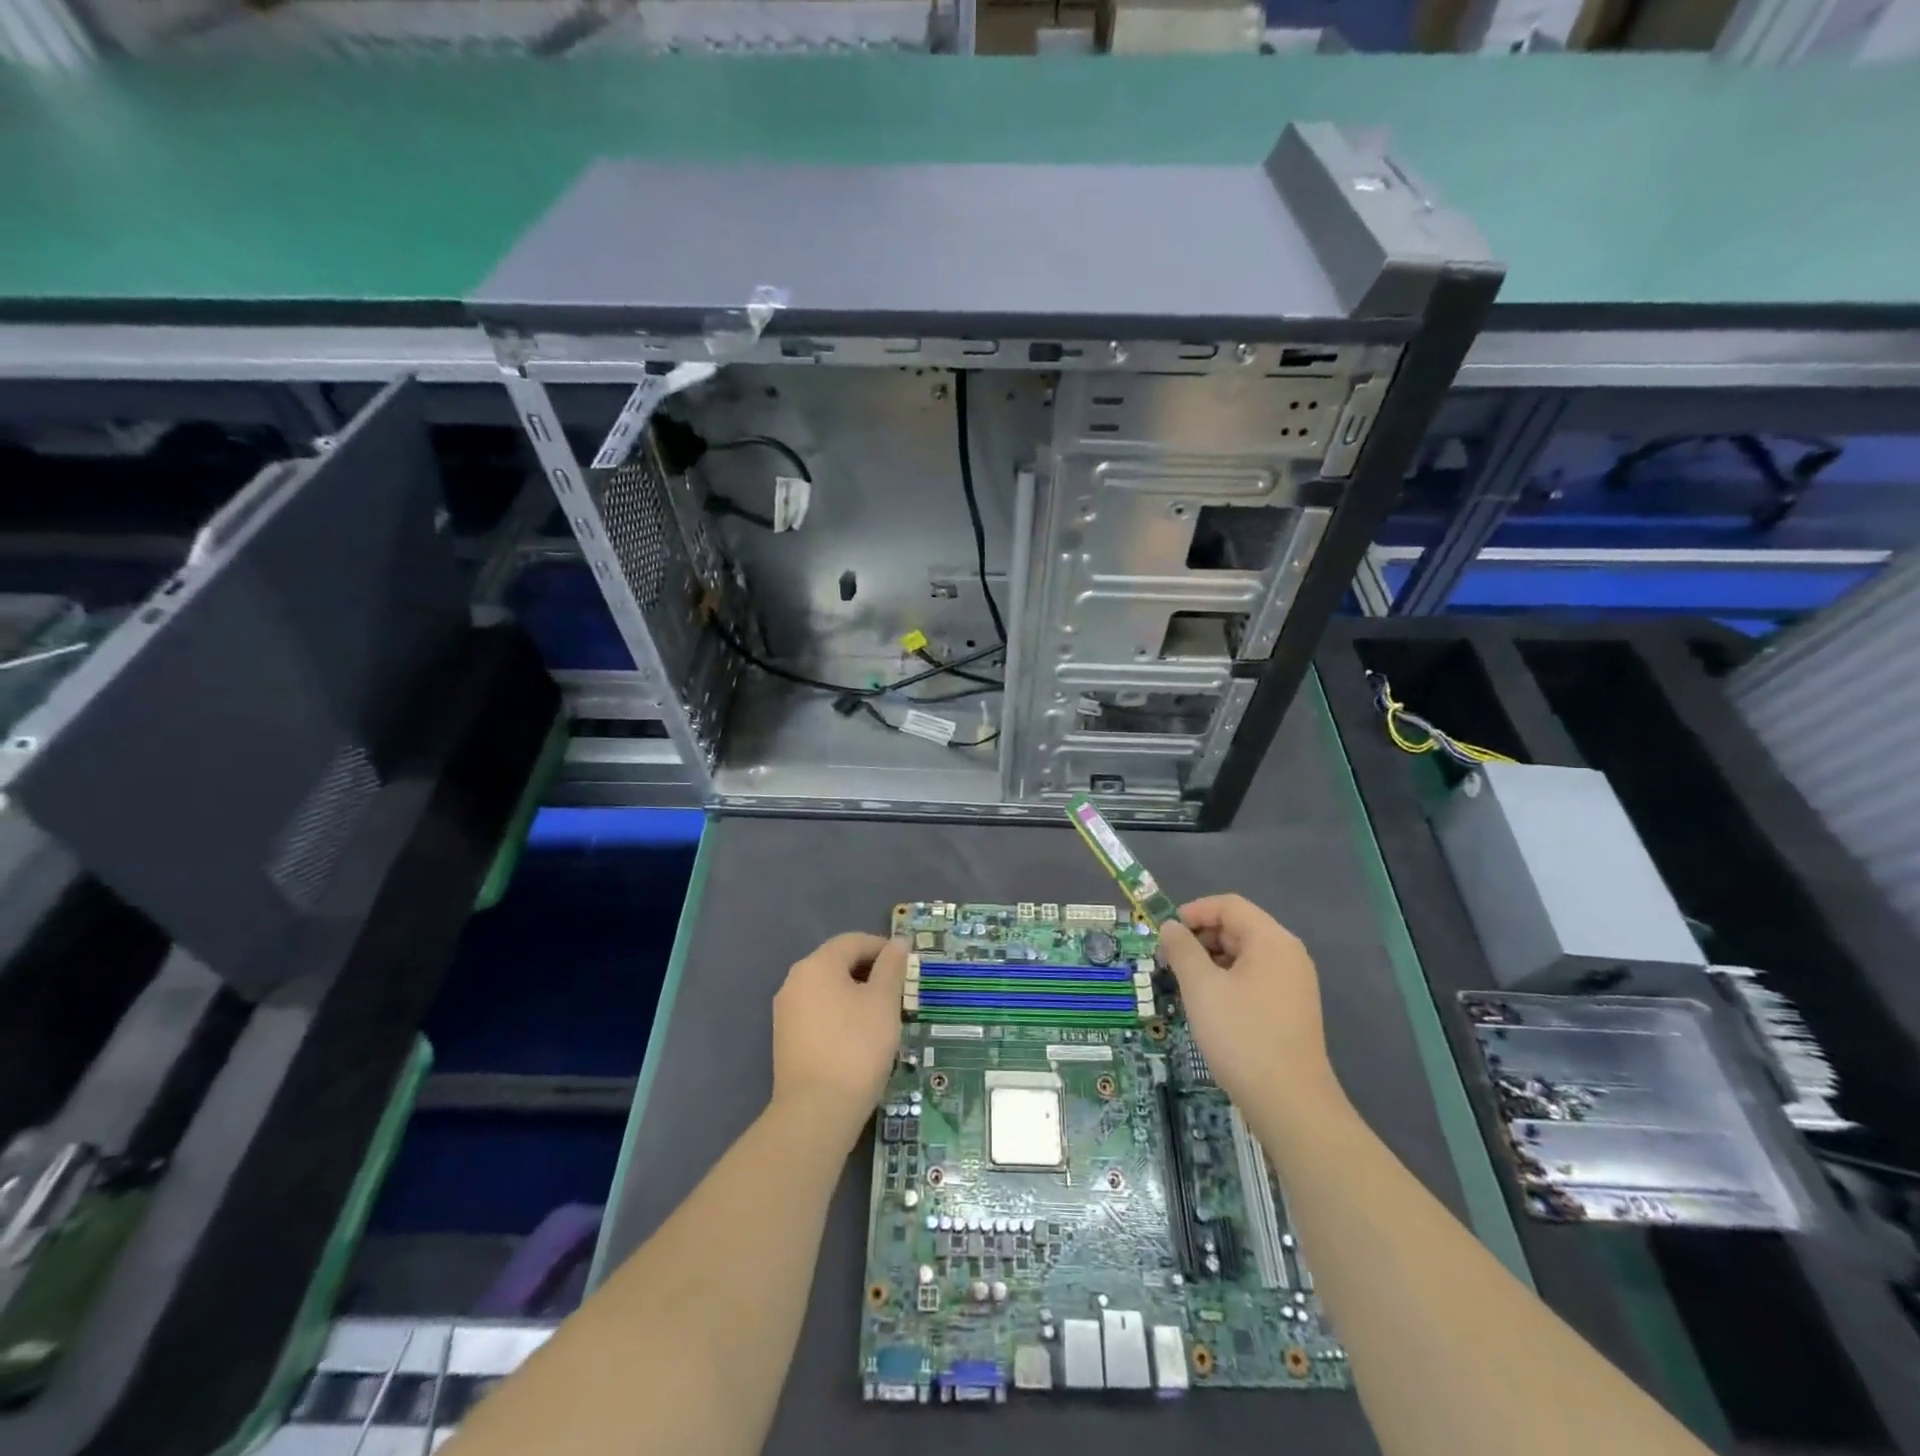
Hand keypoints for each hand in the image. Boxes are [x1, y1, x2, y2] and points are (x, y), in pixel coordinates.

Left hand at [771, 932, 906, 1142]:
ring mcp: (786, 1011)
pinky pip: (818, 1012)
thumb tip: (898, 942)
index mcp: (817, 965)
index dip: (882, 947)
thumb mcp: (884, 1002)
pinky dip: (840, 1014)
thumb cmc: (857, 1046)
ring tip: (882, 1015)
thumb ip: (891, 967)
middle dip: (869, 971)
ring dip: (855, 994)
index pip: (853, 941)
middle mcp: (795, 981)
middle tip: (898, 992)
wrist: (816, 1111)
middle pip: (837, 962)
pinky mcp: (786, 1039)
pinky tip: (859, 1037)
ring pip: (827, 989)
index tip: (907, 965)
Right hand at [1159, 895, 1338, 1113]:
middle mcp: (1288, 955)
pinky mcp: (1292, 1009)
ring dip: (1211, 961)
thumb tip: (1170, 927)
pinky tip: (1209, 1006)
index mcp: (1271, 940)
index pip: (1229, 905)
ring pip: (1244, 955)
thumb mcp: (1201, 987)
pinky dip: (1228, 981)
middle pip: (1238, 927)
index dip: (1193, 912)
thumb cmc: (1242, 1035)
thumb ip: (1182, 949)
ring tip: (1185, 985)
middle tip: (1169, 961)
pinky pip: (1254, 978)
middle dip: (1200, 938)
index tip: (1164, 934)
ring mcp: (1294, 984)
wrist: (1290, 1103)